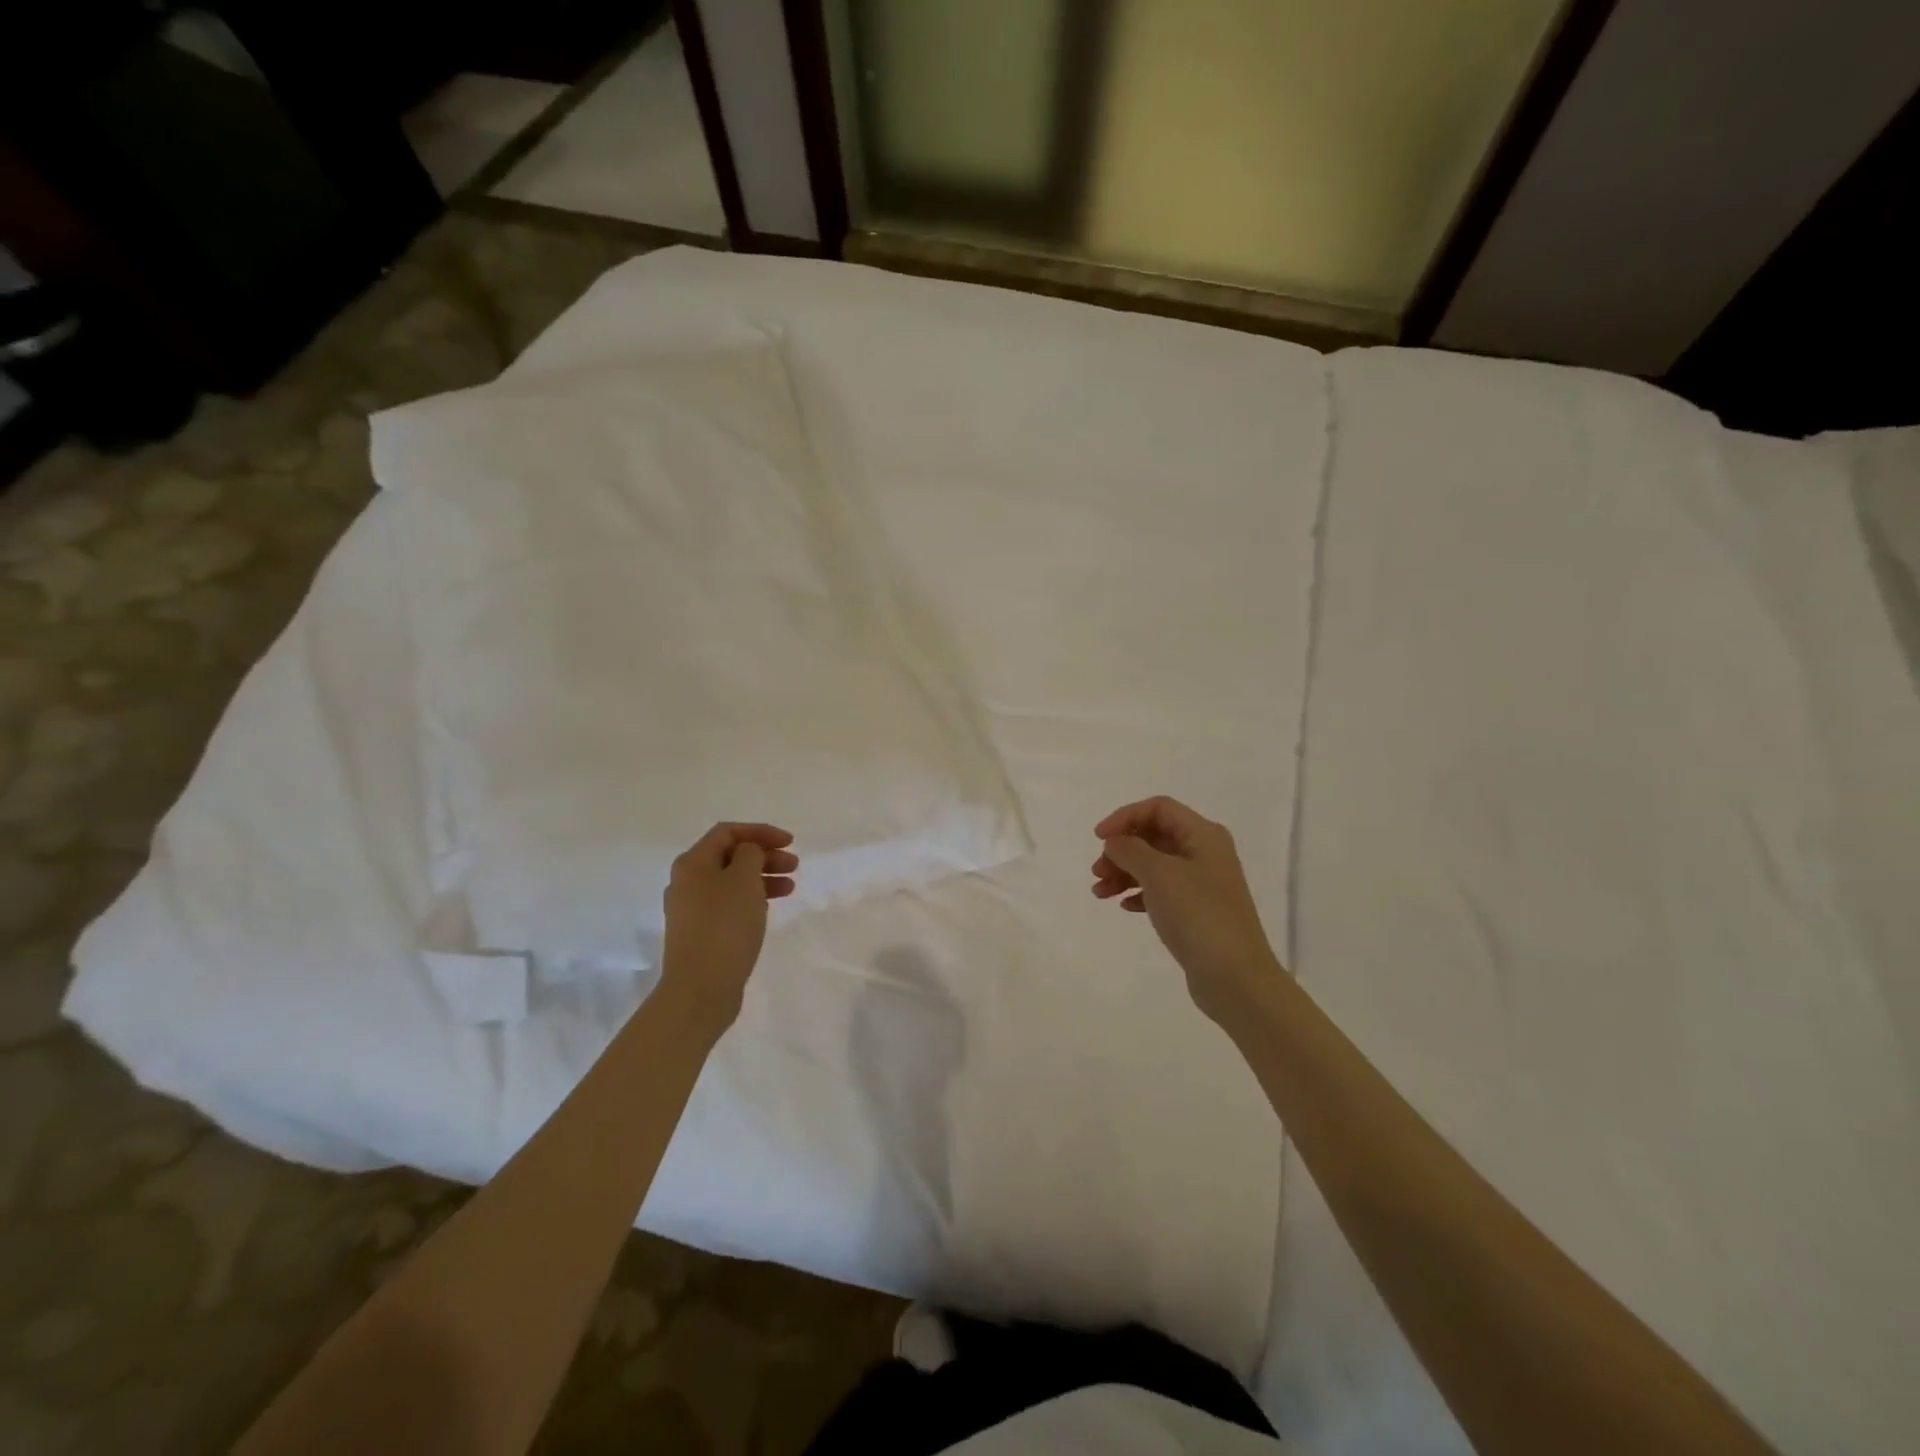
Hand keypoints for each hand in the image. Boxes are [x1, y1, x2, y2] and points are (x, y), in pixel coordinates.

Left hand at [659, 822, 797, 1028]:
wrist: (700, 988)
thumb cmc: (724, 926)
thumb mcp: (744, 879)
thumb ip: (750, 854)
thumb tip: (748, 853)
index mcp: (692, 863)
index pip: (727, 832)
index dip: (760, 831)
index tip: (790, 842)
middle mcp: (686, 882)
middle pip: (730, 856)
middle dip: (764, 855)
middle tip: (794, 865)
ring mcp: (691, 910)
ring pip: (731, 882)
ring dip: (762, 878)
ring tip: (790, 888)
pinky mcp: (700, 933)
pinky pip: (729, 904)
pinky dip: (751, 899)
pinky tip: (768, 908)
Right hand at [1092, 796, 1282, 1021]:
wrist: (1235, 977)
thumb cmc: (1198, 915)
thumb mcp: (1159, 874)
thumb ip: (1131, 850)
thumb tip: (1115, 841)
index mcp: (1203, 835)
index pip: (1158, 808)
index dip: (1125, 817)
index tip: (1098, 838)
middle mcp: (1205, 853)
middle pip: (1154, 836)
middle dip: (1122, 849)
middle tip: (1097, 872)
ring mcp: (1202, 883)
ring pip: (1155, 865)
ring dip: (1124, 873)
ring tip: (1100, 893)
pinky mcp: (1197, 911)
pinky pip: (1161, 891)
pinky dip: (1139, 893)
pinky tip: (1124, 907)